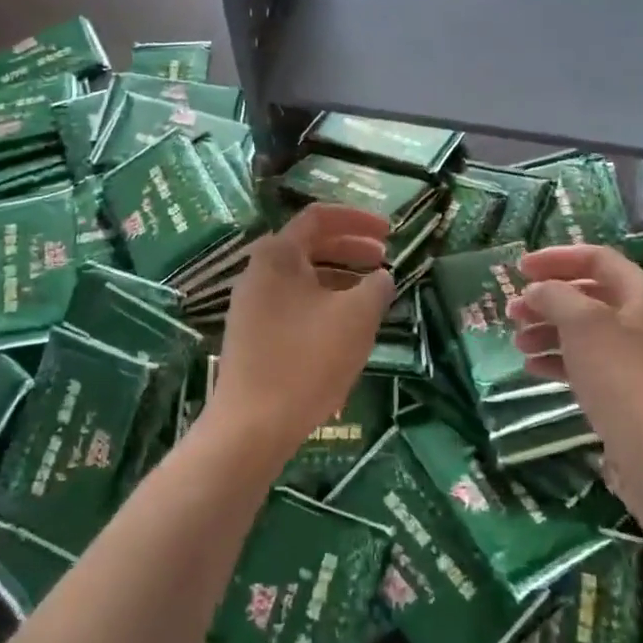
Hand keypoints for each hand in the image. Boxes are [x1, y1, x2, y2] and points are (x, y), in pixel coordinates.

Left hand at [208, 204, 395, 464]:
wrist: (251, 425)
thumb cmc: (307, 360)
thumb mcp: (356, 318)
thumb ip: (376, 287)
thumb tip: (381, 277)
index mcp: (278, 254)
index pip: (319, 217)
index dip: (358, 219)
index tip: (390, 232)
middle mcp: (258, 271)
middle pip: (310, 245)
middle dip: (351, 248)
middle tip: (385, 261)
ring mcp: (251, 304)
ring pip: (302, 277)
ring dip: (339, 278)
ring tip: (372, 296)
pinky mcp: (252, 334)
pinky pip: (292, 303)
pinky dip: (322, 302)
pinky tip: (344, 327)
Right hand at [505, 244, 642, 471]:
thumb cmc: (621, 375)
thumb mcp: (582, 323)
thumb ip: (555, 295)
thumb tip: (537, 291)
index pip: (597, 258)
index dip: (555, 258)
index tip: (519, 268)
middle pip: (589, 295)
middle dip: (546, 299)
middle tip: (512, 310)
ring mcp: (640, 358)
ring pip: (585, 331)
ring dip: (548, 331)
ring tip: (518, 343)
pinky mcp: (630, 390)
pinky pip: (589, 363)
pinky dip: (560, 359)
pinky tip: (533, 368)